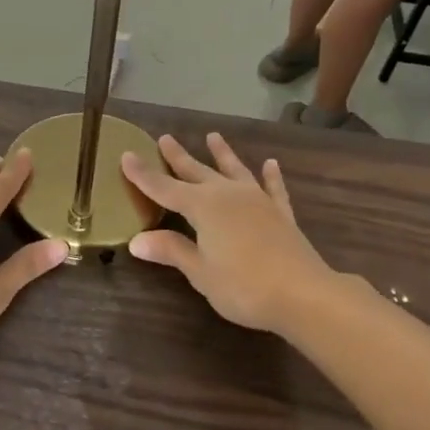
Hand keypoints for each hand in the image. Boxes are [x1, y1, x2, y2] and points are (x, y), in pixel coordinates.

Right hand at [120, 133, 334, 334]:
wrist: (303, 293)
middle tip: (165, 138)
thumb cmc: (243, 286)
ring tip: (213, 136)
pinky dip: (271, 176)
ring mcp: (257, 200)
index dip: (143, 175)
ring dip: (222, 154)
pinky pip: (273, 188)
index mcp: (203, 207)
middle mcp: (228, 195)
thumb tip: (136, 240)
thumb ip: (172, 251)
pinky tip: (271, 164)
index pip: (165, 188)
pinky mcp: (280, 213)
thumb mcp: (200, 272)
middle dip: (178, 157)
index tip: (126, 155)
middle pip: (197, 172)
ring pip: (234, 170)